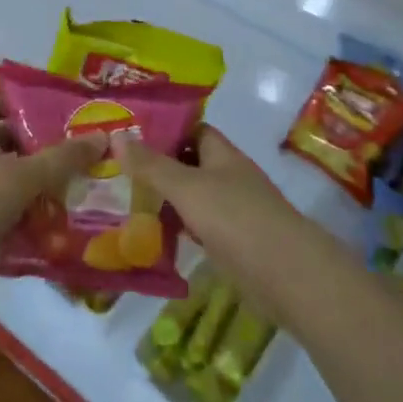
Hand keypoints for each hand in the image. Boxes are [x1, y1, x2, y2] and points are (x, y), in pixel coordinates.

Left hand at [0, 108, 104, 285]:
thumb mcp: (23, 177)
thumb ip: (62, 159)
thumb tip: (103, 136)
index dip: (8, 103)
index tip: (39, 112)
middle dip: (26, 149)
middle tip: (62, 155)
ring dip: (21, 187)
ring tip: (58, 194)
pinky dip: (11, 220)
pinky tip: (37, 231)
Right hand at [120, 127, 315, 318]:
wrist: (285, 273)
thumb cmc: (235, 217)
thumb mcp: (187, 187)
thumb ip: (152, 165)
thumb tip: (117, 136)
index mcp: (222, 153)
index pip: (191, 129)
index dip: (163, 128)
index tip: (128, 133)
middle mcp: (228, 175)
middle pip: (189, 163)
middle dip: (157, 165)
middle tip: (116, 169)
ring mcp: (232, 209)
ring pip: (192, 197)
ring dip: (165, 199)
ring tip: (123, 200)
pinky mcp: (232, 242)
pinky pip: (198, 226)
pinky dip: (178, 228)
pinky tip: (151, 236)